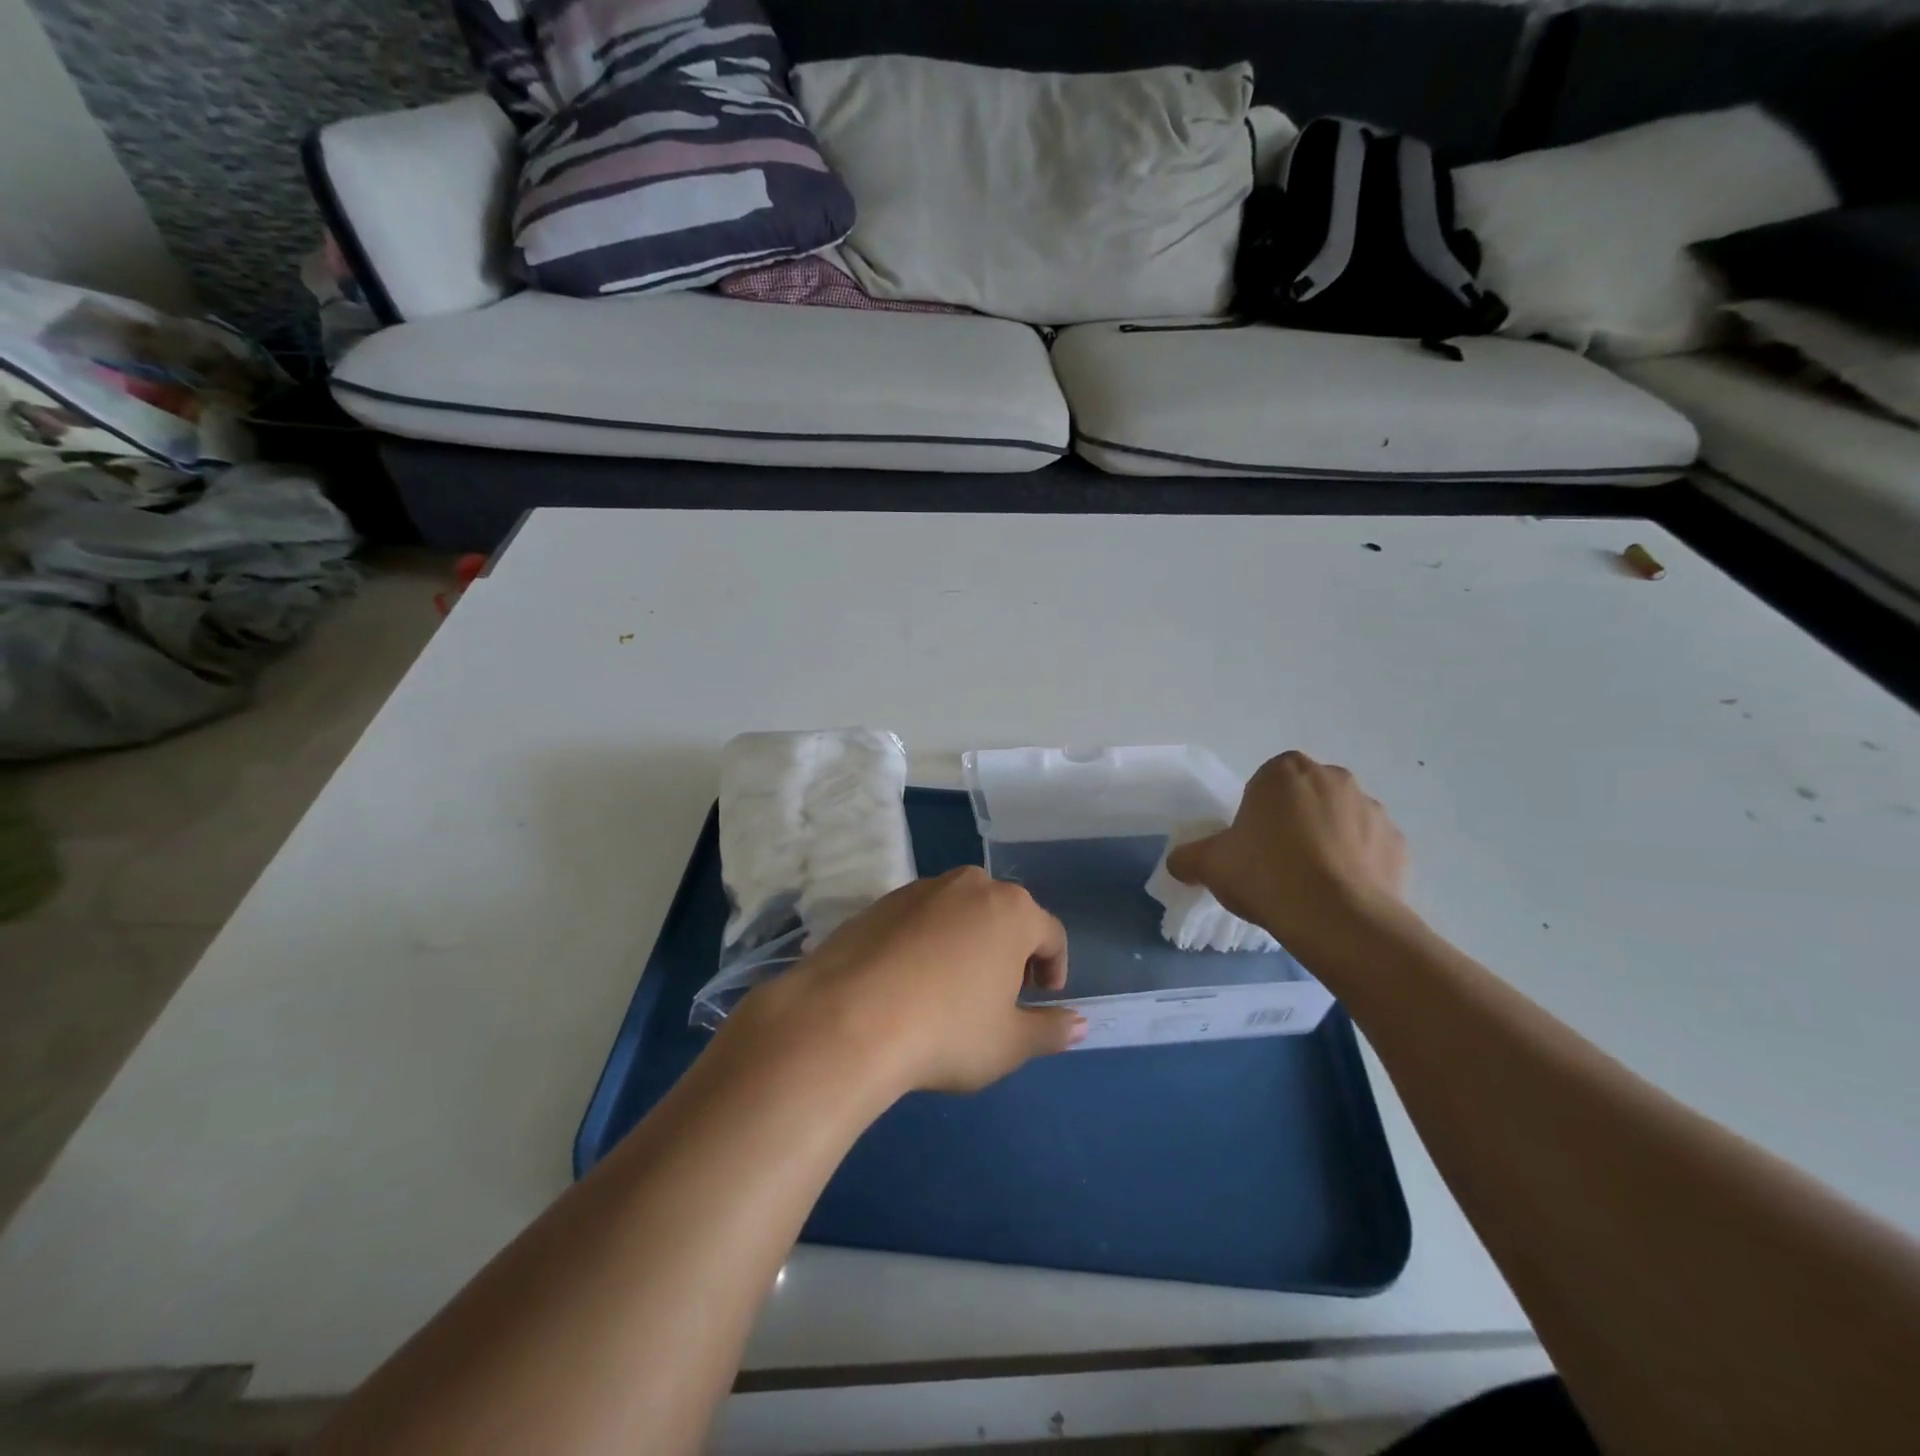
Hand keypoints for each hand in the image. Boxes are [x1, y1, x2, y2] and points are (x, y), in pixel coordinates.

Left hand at [737, 867, 1085, 1095]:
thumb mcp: (1009, 1043)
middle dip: (1011, 951)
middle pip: (1005, 915)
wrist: (846, 1020)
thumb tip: (1077, 1023)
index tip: (1042, 998)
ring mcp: (920, 889)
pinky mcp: (879, 902)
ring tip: (952, 989)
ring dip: (967, 943)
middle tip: (1000, 994)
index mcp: (1011, 910)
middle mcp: (969, 885)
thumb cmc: (946, 1031)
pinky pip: (920, 919)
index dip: (1054, 968)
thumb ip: (1049, 1030)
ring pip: (960, 913)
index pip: (1051, 934)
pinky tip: (909, 982)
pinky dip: (926, 942)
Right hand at [1165, 751, 1408, 958]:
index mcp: (1285, 772)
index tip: (1250, 845)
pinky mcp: (1398, 845)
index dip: (1256, 813)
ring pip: (1340, 821)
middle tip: (1276, 864)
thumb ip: (1188, 857)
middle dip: (1294, 822)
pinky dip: (1357, 866)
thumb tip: (1179, 862)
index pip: (1265, 782)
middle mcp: (1333, 779)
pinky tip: (1339, 895)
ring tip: (1310, 885)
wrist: (1338, 920)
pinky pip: (1369, 850)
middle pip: (1305, 797)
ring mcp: (1372, 810)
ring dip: (1328, 842)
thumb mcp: (1210, 866)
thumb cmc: (1266, 875)